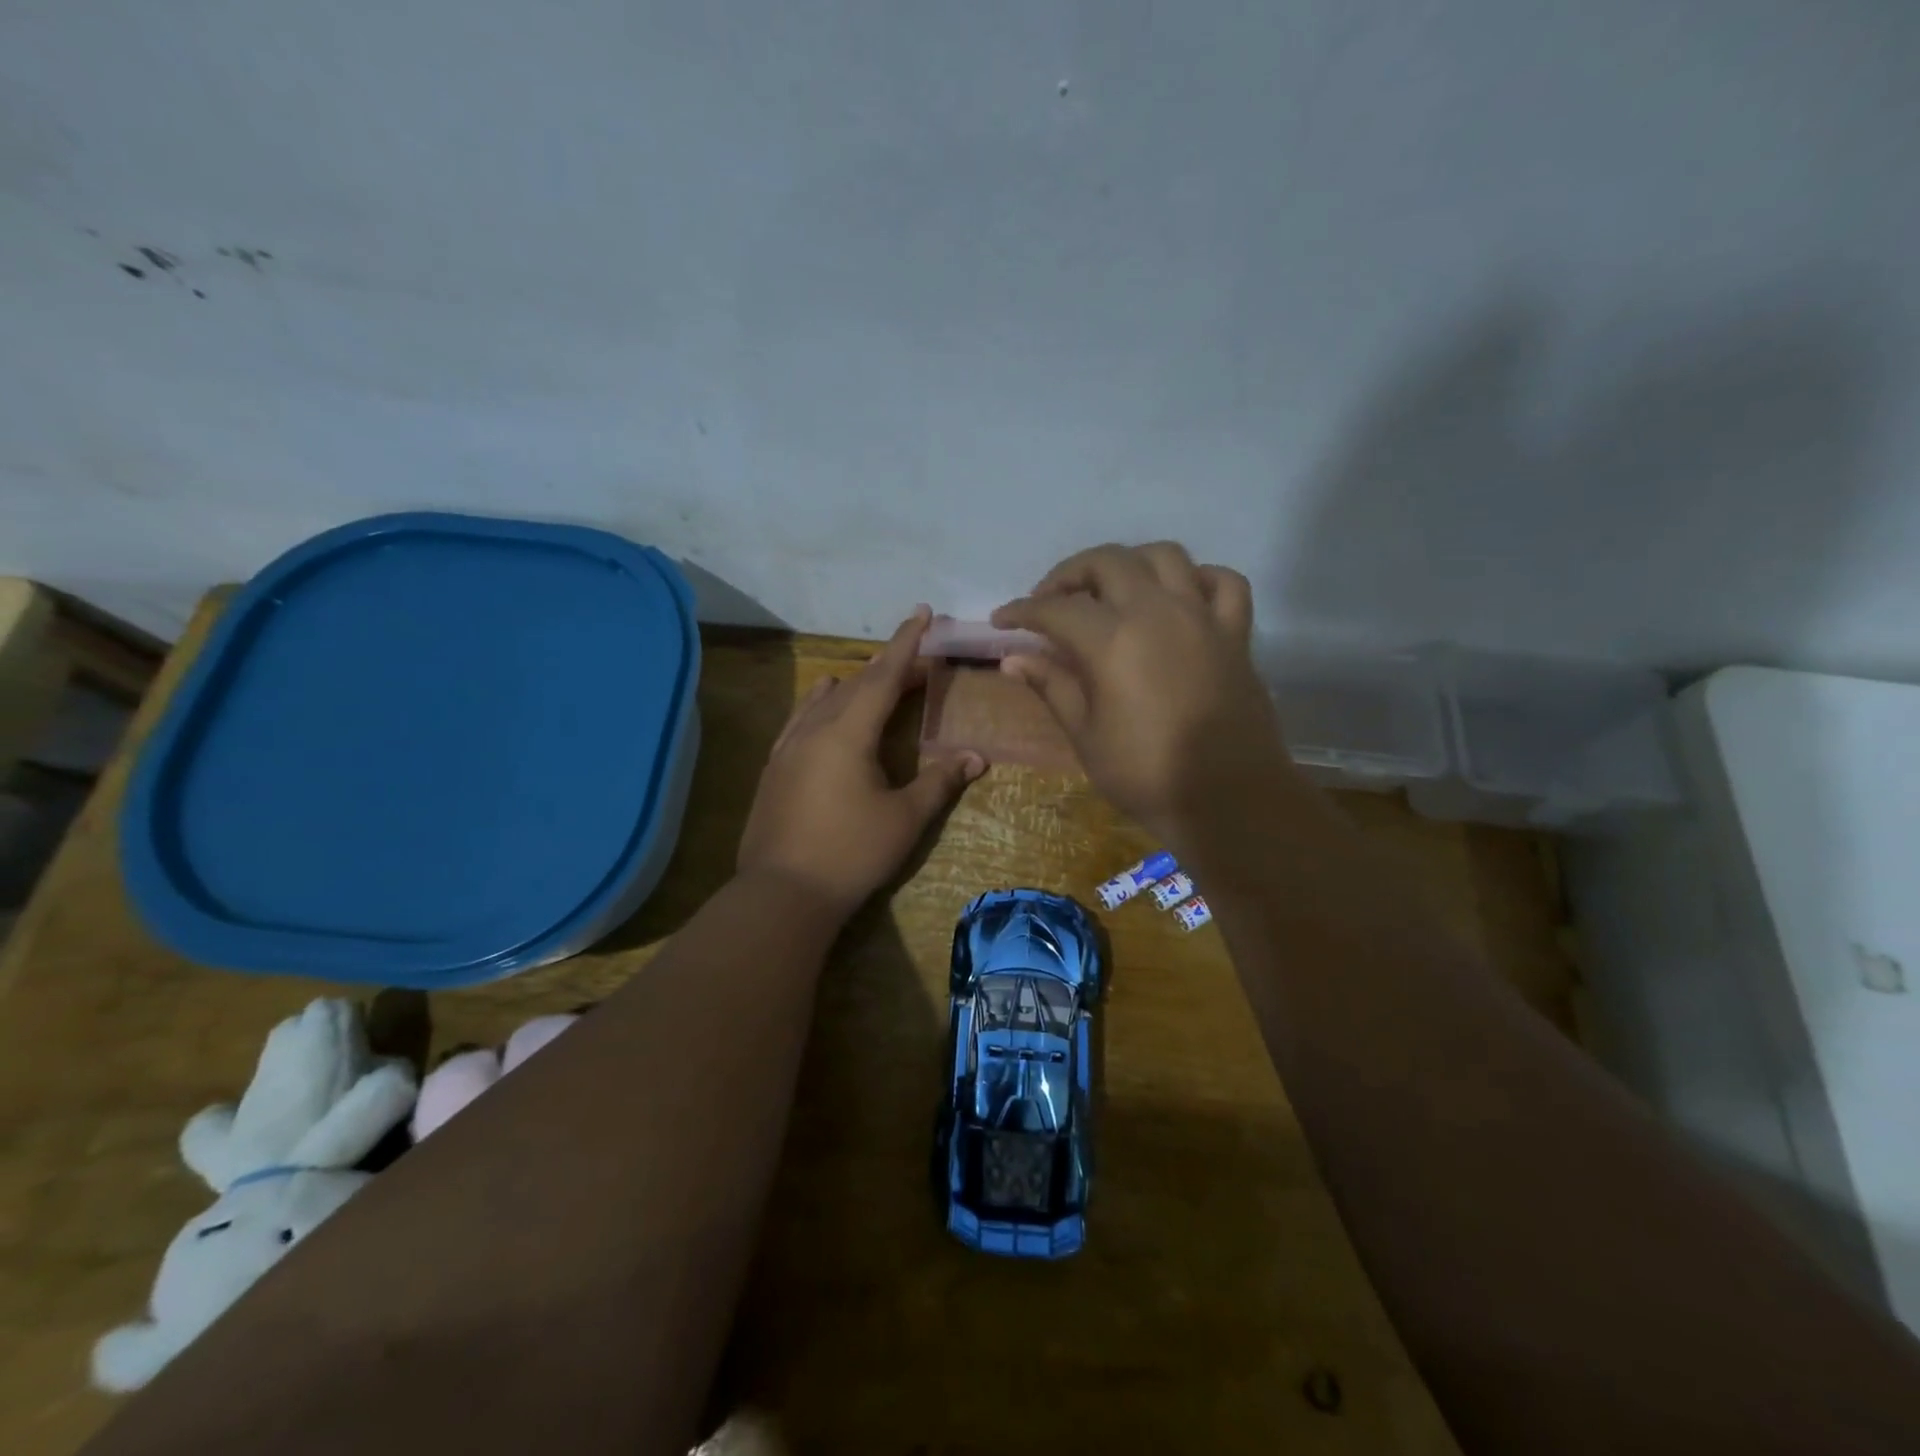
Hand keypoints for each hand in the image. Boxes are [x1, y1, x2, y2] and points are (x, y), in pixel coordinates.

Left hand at [737, 607, 985, 918]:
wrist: (783, 892)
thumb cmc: (851, 853)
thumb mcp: (904, 819)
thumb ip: (939, 782)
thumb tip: (975, 757)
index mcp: (848, 733)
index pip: (884, 676)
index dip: (906, 644)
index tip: (921, 612)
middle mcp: (815, 729)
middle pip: (857, 685)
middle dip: (888, 667)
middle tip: (917, 661)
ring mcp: (789, 748)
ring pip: (824, 700)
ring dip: (853, 683)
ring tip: (869, 674)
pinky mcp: (775, 768)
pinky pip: (800, 719)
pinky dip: (819, 703)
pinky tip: (820, 703)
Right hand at [992, 543, 1291, 844]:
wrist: (1228, 800)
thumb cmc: (1147, 774)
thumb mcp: (1086, 736)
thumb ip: (1053, 687)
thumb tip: (1013, 659)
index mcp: (1113, 641)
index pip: (1056, 609)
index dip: (1022, 611)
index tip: (1002, 620)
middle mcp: (1157, 612)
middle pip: (1108, 562)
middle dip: (1070, 573)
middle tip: (1050, 601)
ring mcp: (1202, 617)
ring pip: (1165, 555)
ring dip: (1130, 563)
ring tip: (1111, 590)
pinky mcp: (1235, 633)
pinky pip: (1224, 582)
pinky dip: (1199, 578)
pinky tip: (1180, 597)